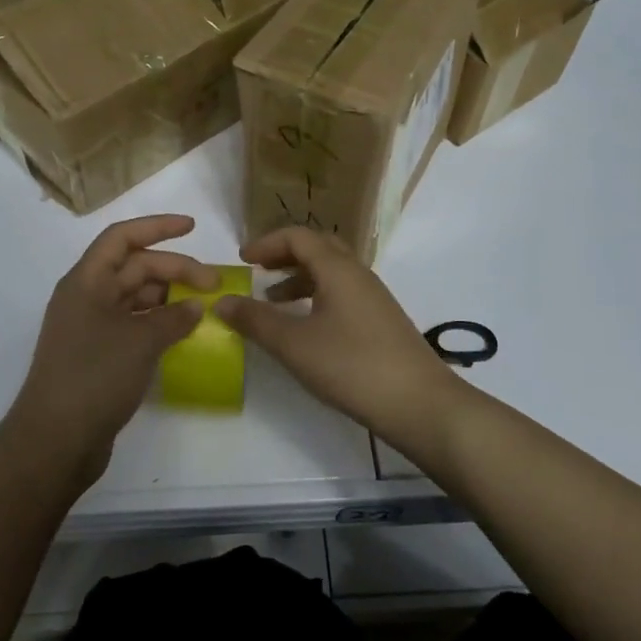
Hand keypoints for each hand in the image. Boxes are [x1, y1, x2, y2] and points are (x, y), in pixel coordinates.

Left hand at [7, 214, 213, 479]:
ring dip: (169, 298)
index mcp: (86, 281)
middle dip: (175, 269)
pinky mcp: (99, 356)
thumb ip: (173, 318)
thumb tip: (196, 307)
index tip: (192, 227)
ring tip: (204, 308)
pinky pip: (135, 325)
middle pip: (134, 267)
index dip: (157, 227)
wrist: (55, 441)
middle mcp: (86, 298)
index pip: (122, 238)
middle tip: (214, 284)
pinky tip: (185, 334)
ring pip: (136, 298)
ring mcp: (92, 328)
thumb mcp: (140, 341)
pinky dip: (160, 324)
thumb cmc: (94, 377)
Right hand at [215, 226, 460, 439]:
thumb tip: (221, 301)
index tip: (242, 260)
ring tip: (274, 302)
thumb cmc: (352, 366)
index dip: (267, 243)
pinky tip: (307, 328)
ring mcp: (374, 298)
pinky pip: (343, 294)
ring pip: (332, 273)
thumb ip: (256, 321)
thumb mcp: (294, 345)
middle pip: (318, 249)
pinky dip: (317, 298)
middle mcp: (358, 274)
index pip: (298, 236)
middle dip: (285, 256)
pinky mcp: (381, 321)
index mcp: (338, 269)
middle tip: (258, 271)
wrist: (420, 403)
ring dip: (300, 279)